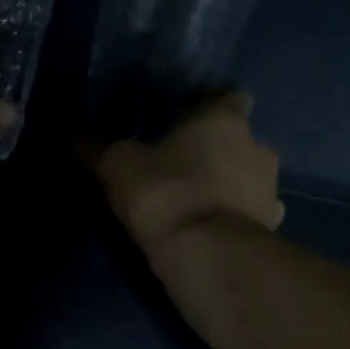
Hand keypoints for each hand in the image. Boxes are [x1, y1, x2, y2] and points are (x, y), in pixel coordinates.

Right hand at [87, 88, 284, 250]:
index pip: (229, 96)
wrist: (206, 253)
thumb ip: (101, 150)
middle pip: (238, 138)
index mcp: (222, 120)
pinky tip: (212, 224)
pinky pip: (251, 211)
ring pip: (247, 175)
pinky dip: (234, 214)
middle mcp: (256, 145)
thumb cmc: (164, 193)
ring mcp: (269, 187)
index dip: (210, 104)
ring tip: (194, 198)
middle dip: (215, 148)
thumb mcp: (118, 167)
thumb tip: (80, 139)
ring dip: (227, 182)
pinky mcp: (269, 224)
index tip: (188, 116)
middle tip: (181, 162)